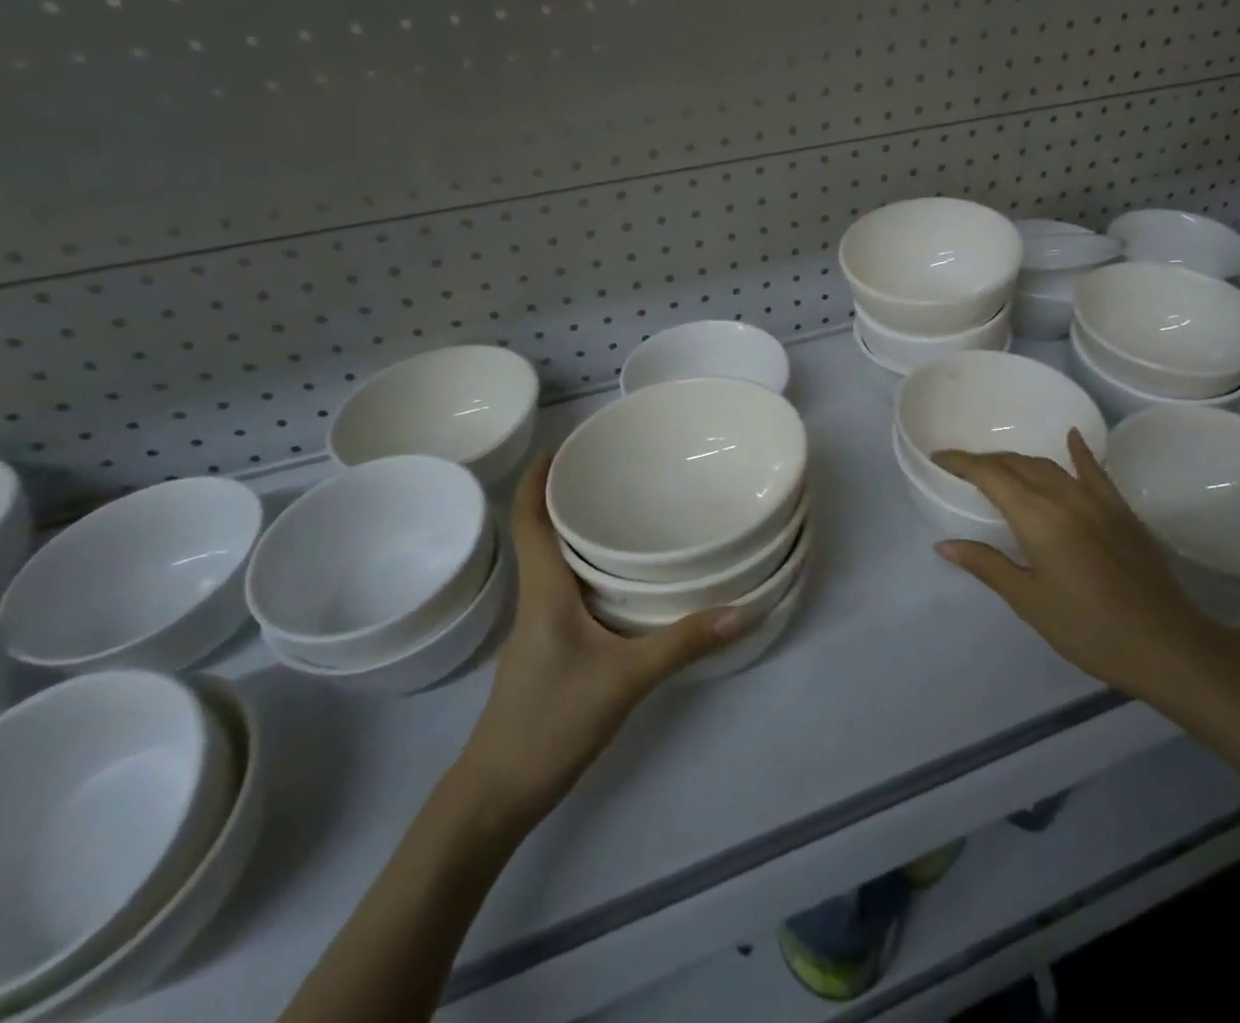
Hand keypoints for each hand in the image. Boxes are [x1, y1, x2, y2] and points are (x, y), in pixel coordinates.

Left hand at [457, 453, 750, 814]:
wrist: (496, 796)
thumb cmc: (550, 723)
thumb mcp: (625, 680)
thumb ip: (683, 642)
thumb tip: (743, 609)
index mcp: (544, 591)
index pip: (528, 520)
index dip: (537, 478)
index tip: (563, 444)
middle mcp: (537, 599)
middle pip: (543, 534)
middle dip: (570, 497)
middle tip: (616, 470)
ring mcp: (538, 628)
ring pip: (557, 564)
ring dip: (581, 534)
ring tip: (627, 512)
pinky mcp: (549, 650)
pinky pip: (567, 592)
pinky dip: (590, 570)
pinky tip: (624, 580)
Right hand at [932, 431, 1239, 721]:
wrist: (1165, 643)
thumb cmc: (1087, 628)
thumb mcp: (1029, 601)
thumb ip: (986, 565)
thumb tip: (944, 544)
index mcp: (1036, 518)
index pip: (990, 475)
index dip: (961, 462)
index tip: (939, 457)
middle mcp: (1063, 497)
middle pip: (1017, 464)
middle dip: (987, 461)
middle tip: (964, 470)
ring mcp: (1096, 500)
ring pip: (1048, 466)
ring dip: (1019, 461)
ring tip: (1000, 468)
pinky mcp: (1120, 510)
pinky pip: (1093, 470)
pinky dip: (1078, 452)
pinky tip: (1071, 438)